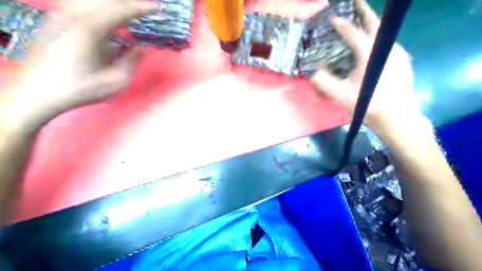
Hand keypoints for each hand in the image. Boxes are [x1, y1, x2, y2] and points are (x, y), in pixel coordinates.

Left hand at [1, 0, 155, 129]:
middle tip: (144, 11)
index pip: (119, 10)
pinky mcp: (55, 19)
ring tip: (129, 13)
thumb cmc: (81, 89)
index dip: (140, 8)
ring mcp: (60, 14)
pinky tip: (106, 15)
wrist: (38, 92)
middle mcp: (72, 16)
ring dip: (112, 4)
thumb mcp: (116, 81)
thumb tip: (143, 47)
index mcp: (89, 30)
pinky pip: (79, 3)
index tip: (156, 8)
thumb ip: (132, 61)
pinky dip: (98, 6)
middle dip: (128, 3)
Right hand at [313, 0, 417, 127]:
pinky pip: (387, 43)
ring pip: (382, 32)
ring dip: (371, 24)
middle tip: (355, 1)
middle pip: (374, 23)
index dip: (341, 24)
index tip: (332, 18)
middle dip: (363, 10)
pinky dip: (378, 38)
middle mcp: (385, 47)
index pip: (353, 32)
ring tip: (362, 21)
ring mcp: (397, 53)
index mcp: (369, 53)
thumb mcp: (340, 94)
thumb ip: (323, 81)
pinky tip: (372, 45)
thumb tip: (312, 71)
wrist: (396, 116)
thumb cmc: (367, 104)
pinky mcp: (403, 60)